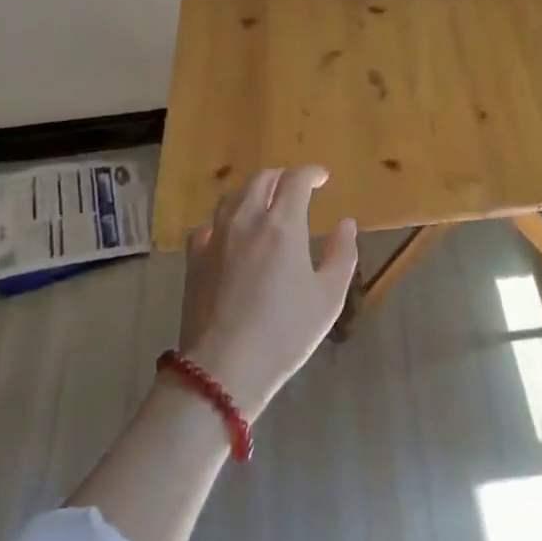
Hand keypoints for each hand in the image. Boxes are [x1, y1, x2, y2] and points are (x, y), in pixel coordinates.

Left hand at [177, 166, 358, 419]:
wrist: (223, 367)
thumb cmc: (285, 332)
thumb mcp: (328, 297)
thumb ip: (342, 254)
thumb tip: (346, 223)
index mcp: (282, 225)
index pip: (296, 179)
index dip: (311, 172)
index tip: (322, 177)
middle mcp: (246, 220)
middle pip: (261, 179)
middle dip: (282, 176)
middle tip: (295, 187)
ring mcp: (216, 237)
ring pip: (233, 196)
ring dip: (253, 192)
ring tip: (265, 203)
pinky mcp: (195, 257)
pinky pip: (211, 224)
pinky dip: (227, 219)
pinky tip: (232, 233)